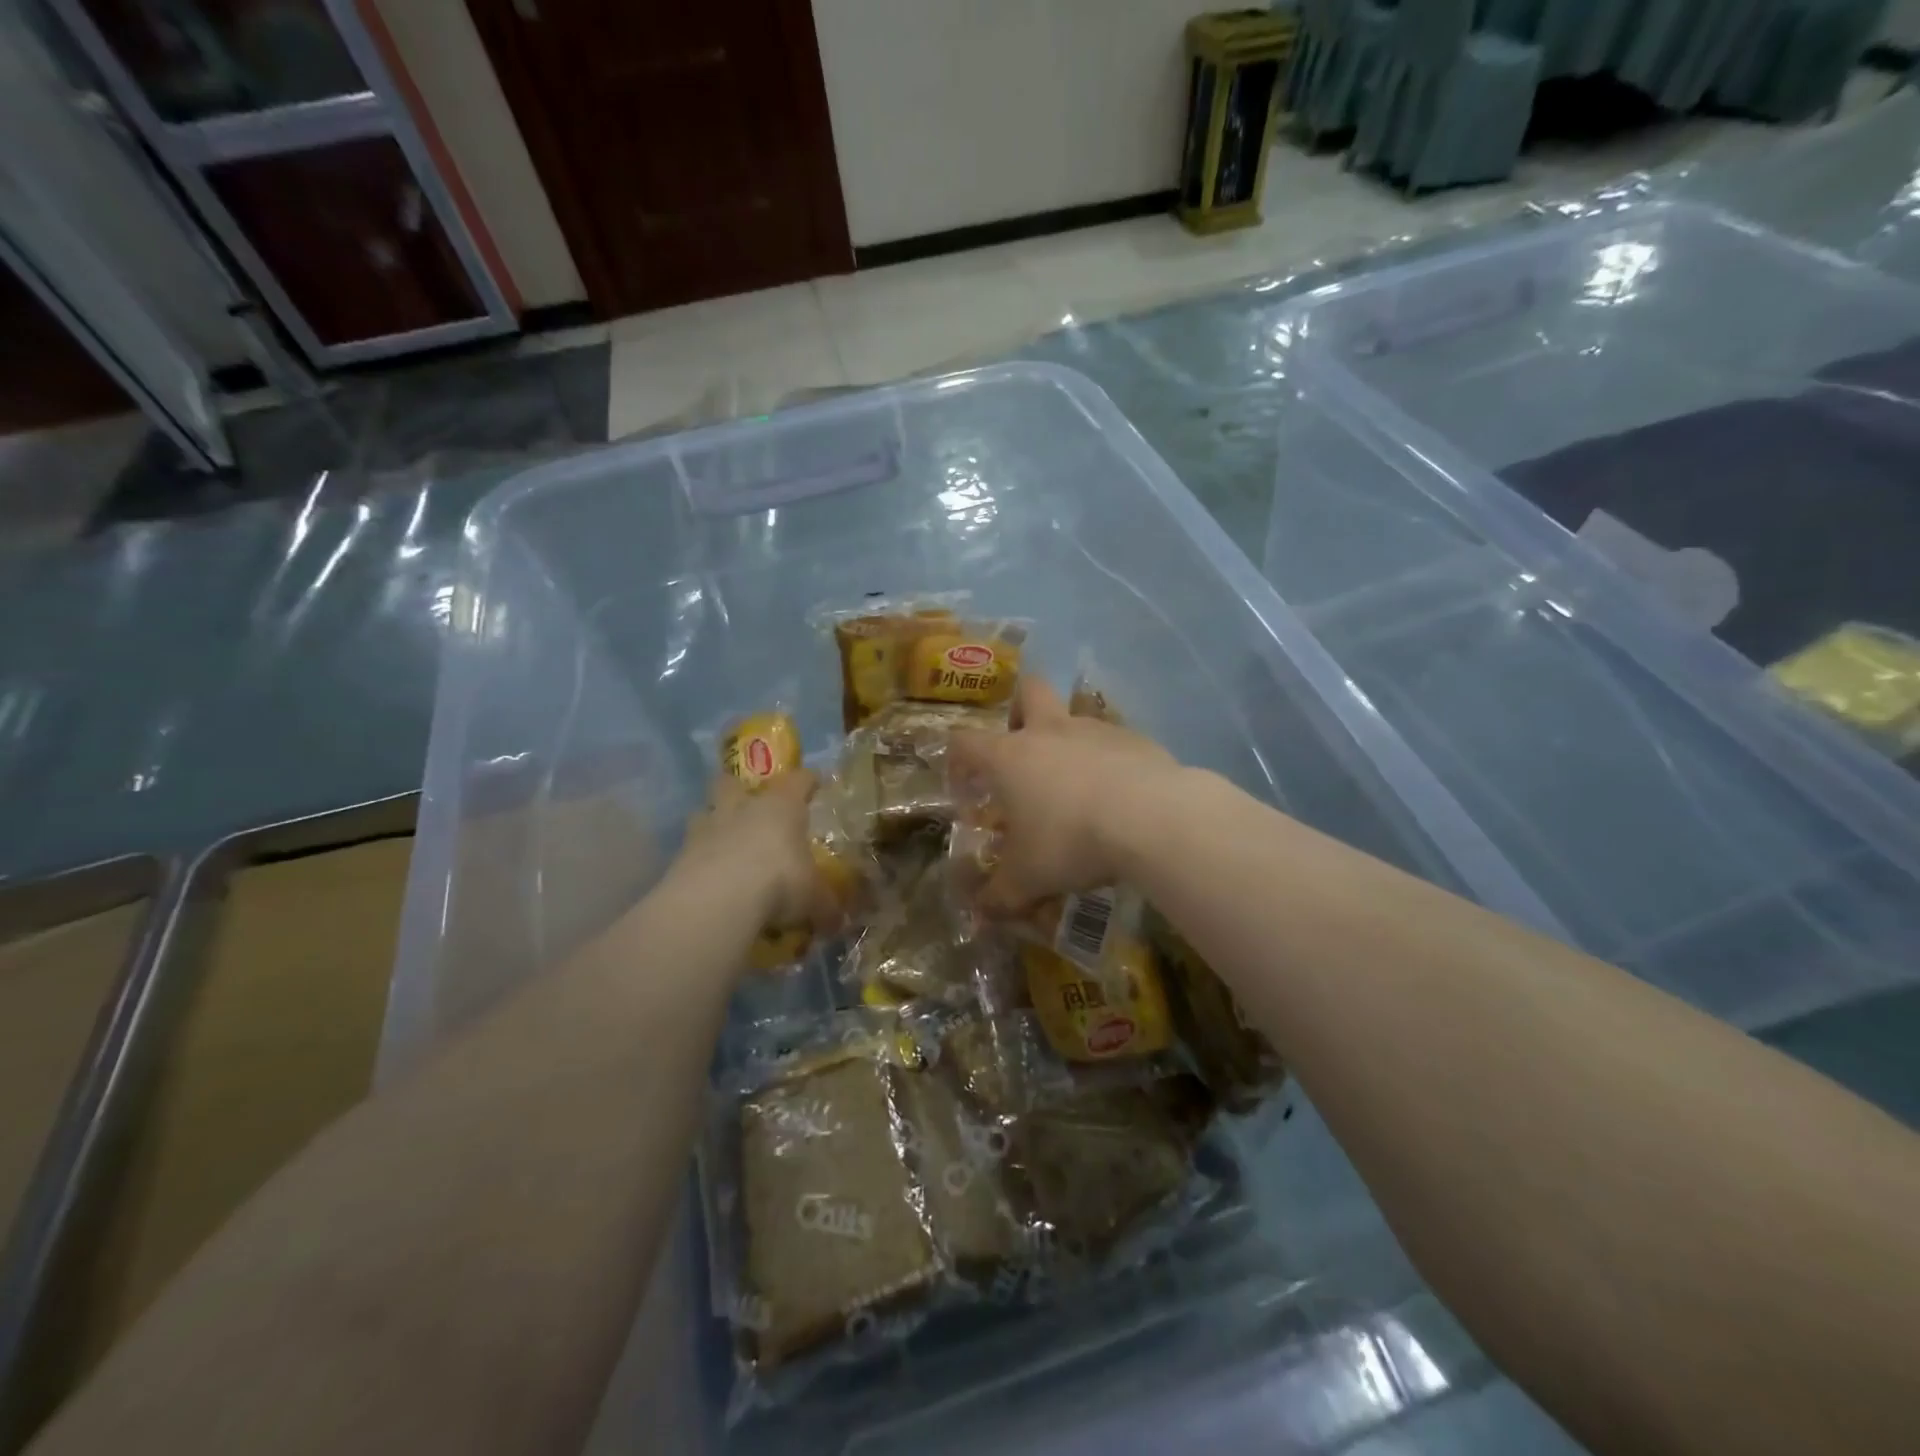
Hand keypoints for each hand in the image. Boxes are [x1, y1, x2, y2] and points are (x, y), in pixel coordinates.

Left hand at [677, 771, 841, 937]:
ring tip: (722, 842)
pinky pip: (688, 850)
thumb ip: (825, 906)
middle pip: (733, 782)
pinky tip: (707, 879)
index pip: (798, 781)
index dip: (807, 781)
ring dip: (712, 822)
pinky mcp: (679, 856)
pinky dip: (697, 861)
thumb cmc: (780, 882)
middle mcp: (742, 808)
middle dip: (739, 788)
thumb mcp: (815, 899)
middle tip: (749, 805)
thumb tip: (837, 922)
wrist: (719, 900)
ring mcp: (706, 829)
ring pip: (704, 811)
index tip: (813, 784)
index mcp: (781, 806)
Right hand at [948, 677, 1180, 914]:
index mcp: (1011, 756)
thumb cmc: (1070, 841)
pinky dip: (1111, 763)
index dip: (957, 759)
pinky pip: (1116, 743)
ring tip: (1079, 788)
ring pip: (1076, 717)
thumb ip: (999, 896)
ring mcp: (1097, 730)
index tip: (964, 785)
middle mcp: (1051, 731)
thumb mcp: (1027, 879)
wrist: (1151, 819)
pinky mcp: (1138, 740)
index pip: (966, 741)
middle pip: (1029, 692)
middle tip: (1023, 746)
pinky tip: (1121, 798)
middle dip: (1020, 710)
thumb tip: (980, 914)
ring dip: (1070, 742)